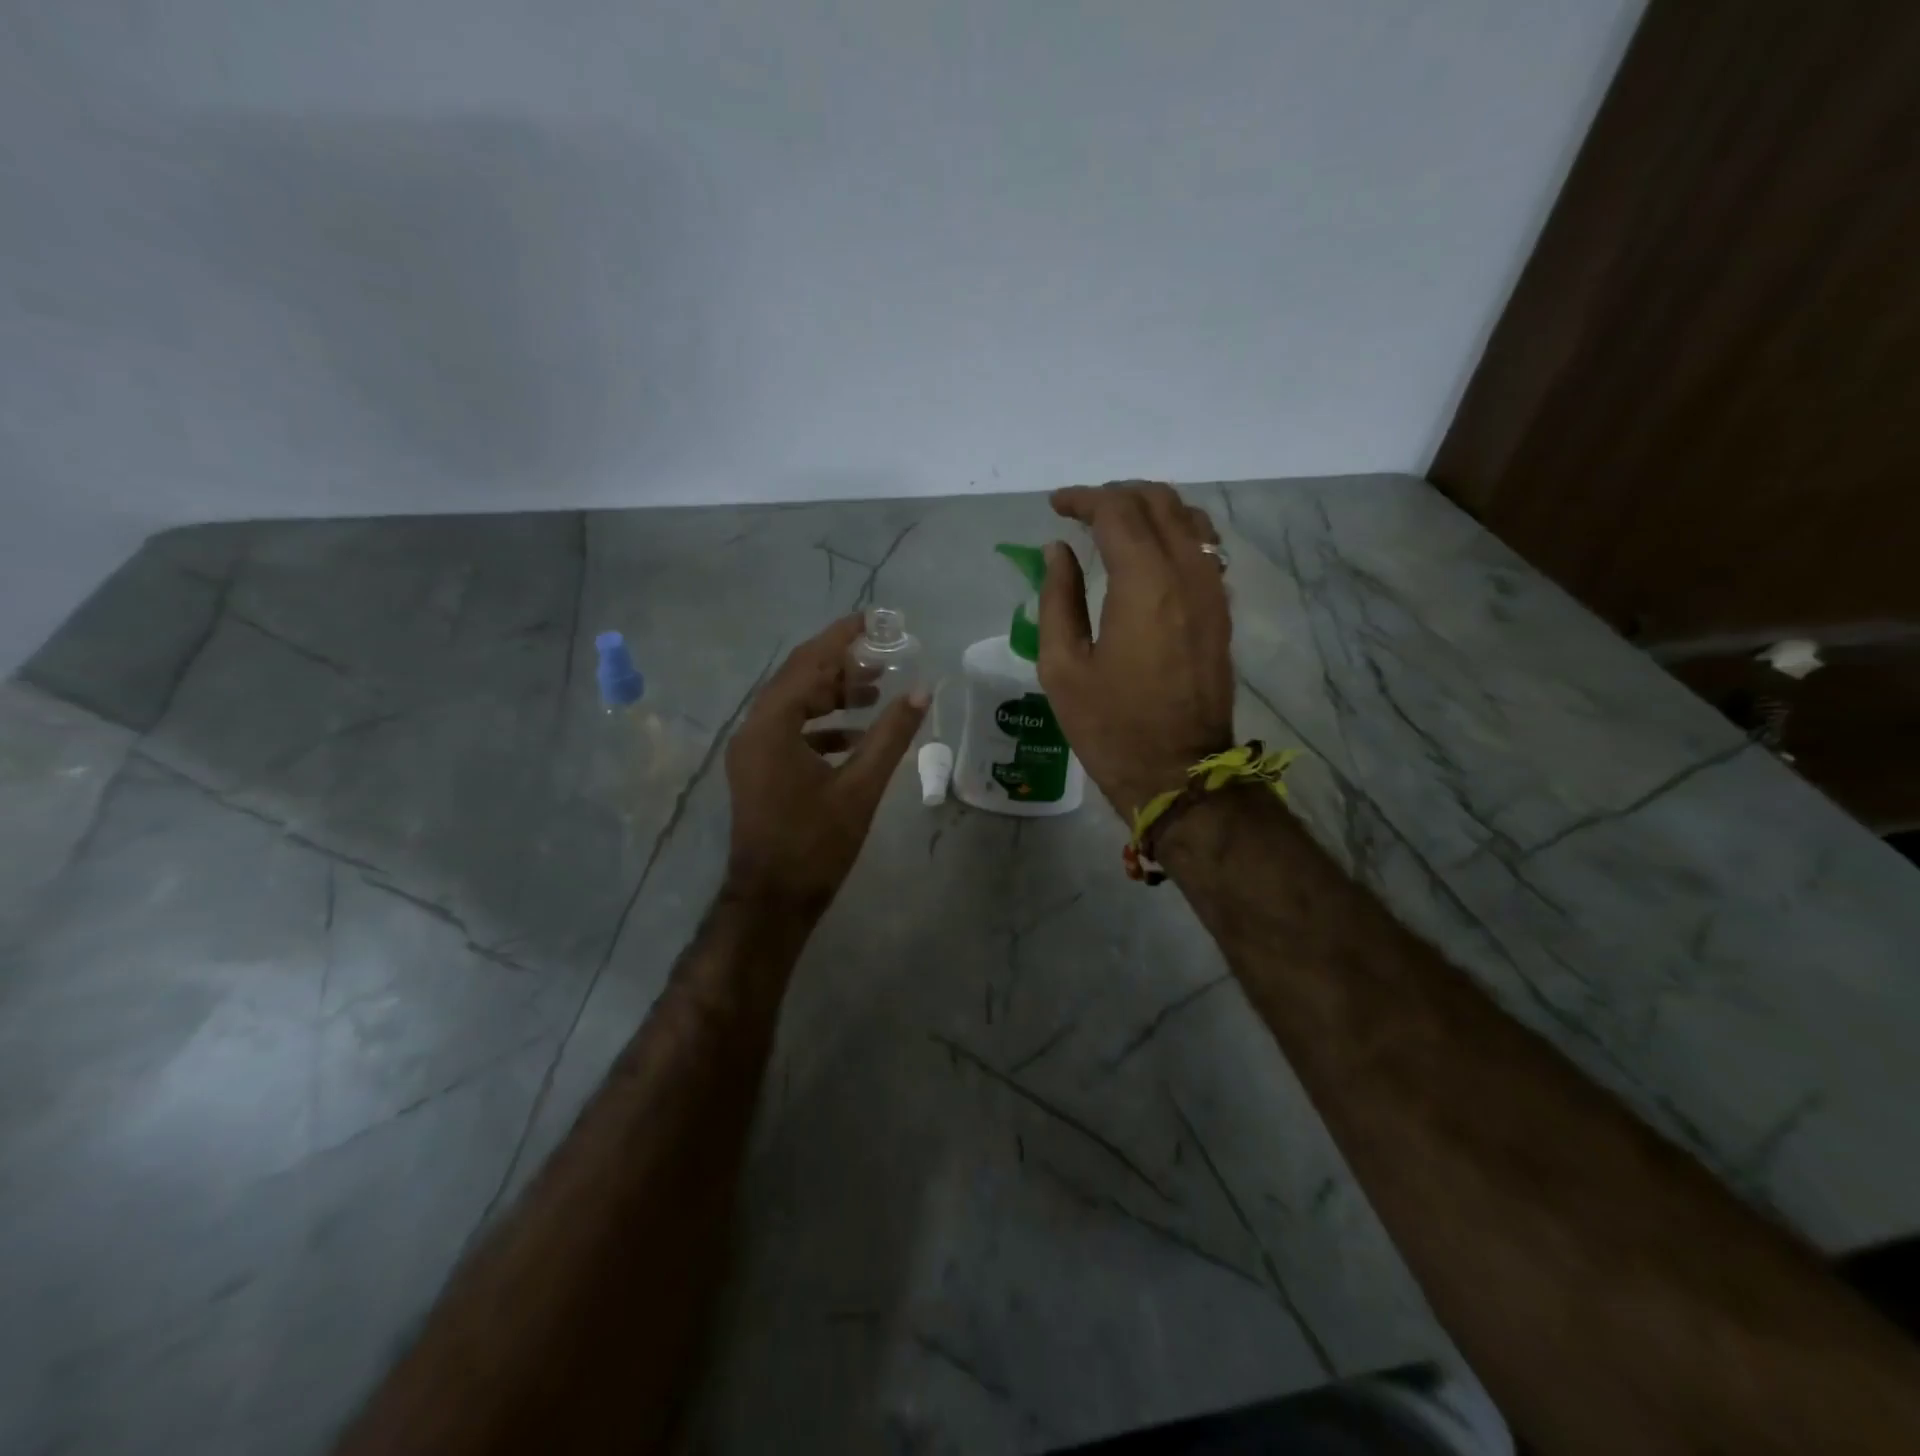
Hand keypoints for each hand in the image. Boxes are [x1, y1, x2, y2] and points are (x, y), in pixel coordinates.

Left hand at [724, 615, 929, 912]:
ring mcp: (752, 750)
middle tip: (883, 657)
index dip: (842, 637)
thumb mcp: (860, 787)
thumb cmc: (816, 844)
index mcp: (772, 726)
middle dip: (840, 664)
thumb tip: (922, 690)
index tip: (875, 619)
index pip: (809, 663)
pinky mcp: (758, 769)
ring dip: (832, 694)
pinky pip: (790, 730)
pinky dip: (822, 725)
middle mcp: (754, 729)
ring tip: (875, 690)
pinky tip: (856, 734)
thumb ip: (891, 735)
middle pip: (798, 678)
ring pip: (794, 704)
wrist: (773, 901)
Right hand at [1037, 481, 1234, 815]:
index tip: (1055, 506)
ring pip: (1189, 519)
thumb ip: (1057, 598)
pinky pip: (1204, 548)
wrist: (1177, 773)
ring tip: (1116, 526)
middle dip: (1116, 496)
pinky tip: (1151, 554)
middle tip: (1081, 513)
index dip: (1082, 500)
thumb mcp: (1062, 666)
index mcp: (1144, 583)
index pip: (1117, 511)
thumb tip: (1058, 551)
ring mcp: (1212, 591)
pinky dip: (1175, 533)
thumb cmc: (1110, 726)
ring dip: (1150, 509)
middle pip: (1158, 502)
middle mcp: (1187, 573)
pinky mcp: (1221, 612)